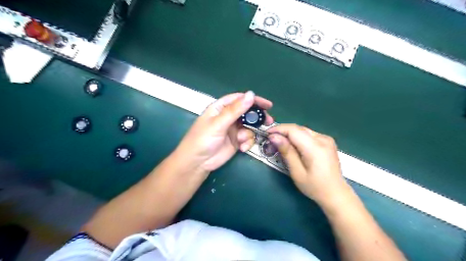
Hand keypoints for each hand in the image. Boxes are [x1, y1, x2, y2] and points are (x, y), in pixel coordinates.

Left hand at [174, 91, 273, 174]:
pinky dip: (247, 142)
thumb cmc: (203, 139)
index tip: (267, 105)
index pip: (239, 99)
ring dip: (249, 133)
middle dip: (257, 117)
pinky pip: (247, 138)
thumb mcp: (218, 123)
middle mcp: (228, 117)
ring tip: (242, 140)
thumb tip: (251, 94)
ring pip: (249, 126)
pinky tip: (241, 148)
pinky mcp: (236, 141)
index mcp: (220, 108)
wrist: (197, 163)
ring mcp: (233, 129)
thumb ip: (235, 110)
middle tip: (268, 121)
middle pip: (247, 112)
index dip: (253, 100)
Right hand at [266, 125, 348, 205]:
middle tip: (271, 140)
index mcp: (315, 147)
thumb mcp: (297, 172)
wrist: (336, 193)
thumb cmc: (314, 186)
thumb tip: (274, 137)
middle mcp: (323, 139)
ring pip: (303, 130)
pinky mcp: (327, 141)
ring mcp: (327, 139)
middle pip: (298, 128)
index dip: (278, 129)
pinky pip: (309, 134)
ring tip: (280, 143)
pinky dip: (298, 137)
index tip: (267, 134)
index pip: (293, 130)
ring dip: (290, 134)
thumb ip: (286, 152)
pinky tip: (293, 145)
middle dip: (283, 131)